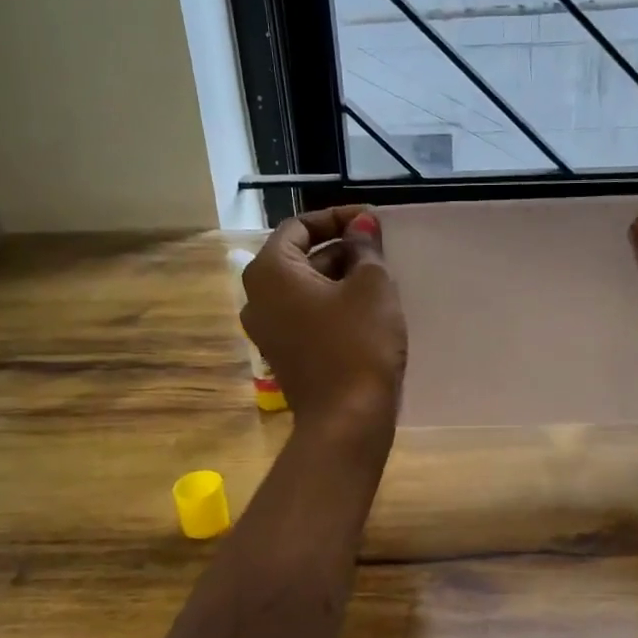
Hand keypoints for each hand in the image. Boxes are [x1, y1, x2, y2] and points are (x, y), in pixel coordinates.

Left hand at [240, 207, 406, 442]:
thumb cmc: (359, 343)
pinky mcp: (284, 354)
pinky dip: (332, 305)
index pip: (299, 226)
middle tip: (380, 249)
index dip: (337, 217)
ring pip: (305, 288)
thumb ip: (365, 247)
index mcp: (270, 271)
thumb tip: (361, 223)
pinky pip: (306, 315)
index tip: (371, 221)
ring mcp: (267, 330)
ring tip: (379, 278)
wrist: (347, 420)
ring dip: (339, 277)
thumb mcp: (372, 286)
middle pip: (300, 256)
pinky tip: (367, 310)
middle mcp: (257, 297)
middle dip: (341, 248)